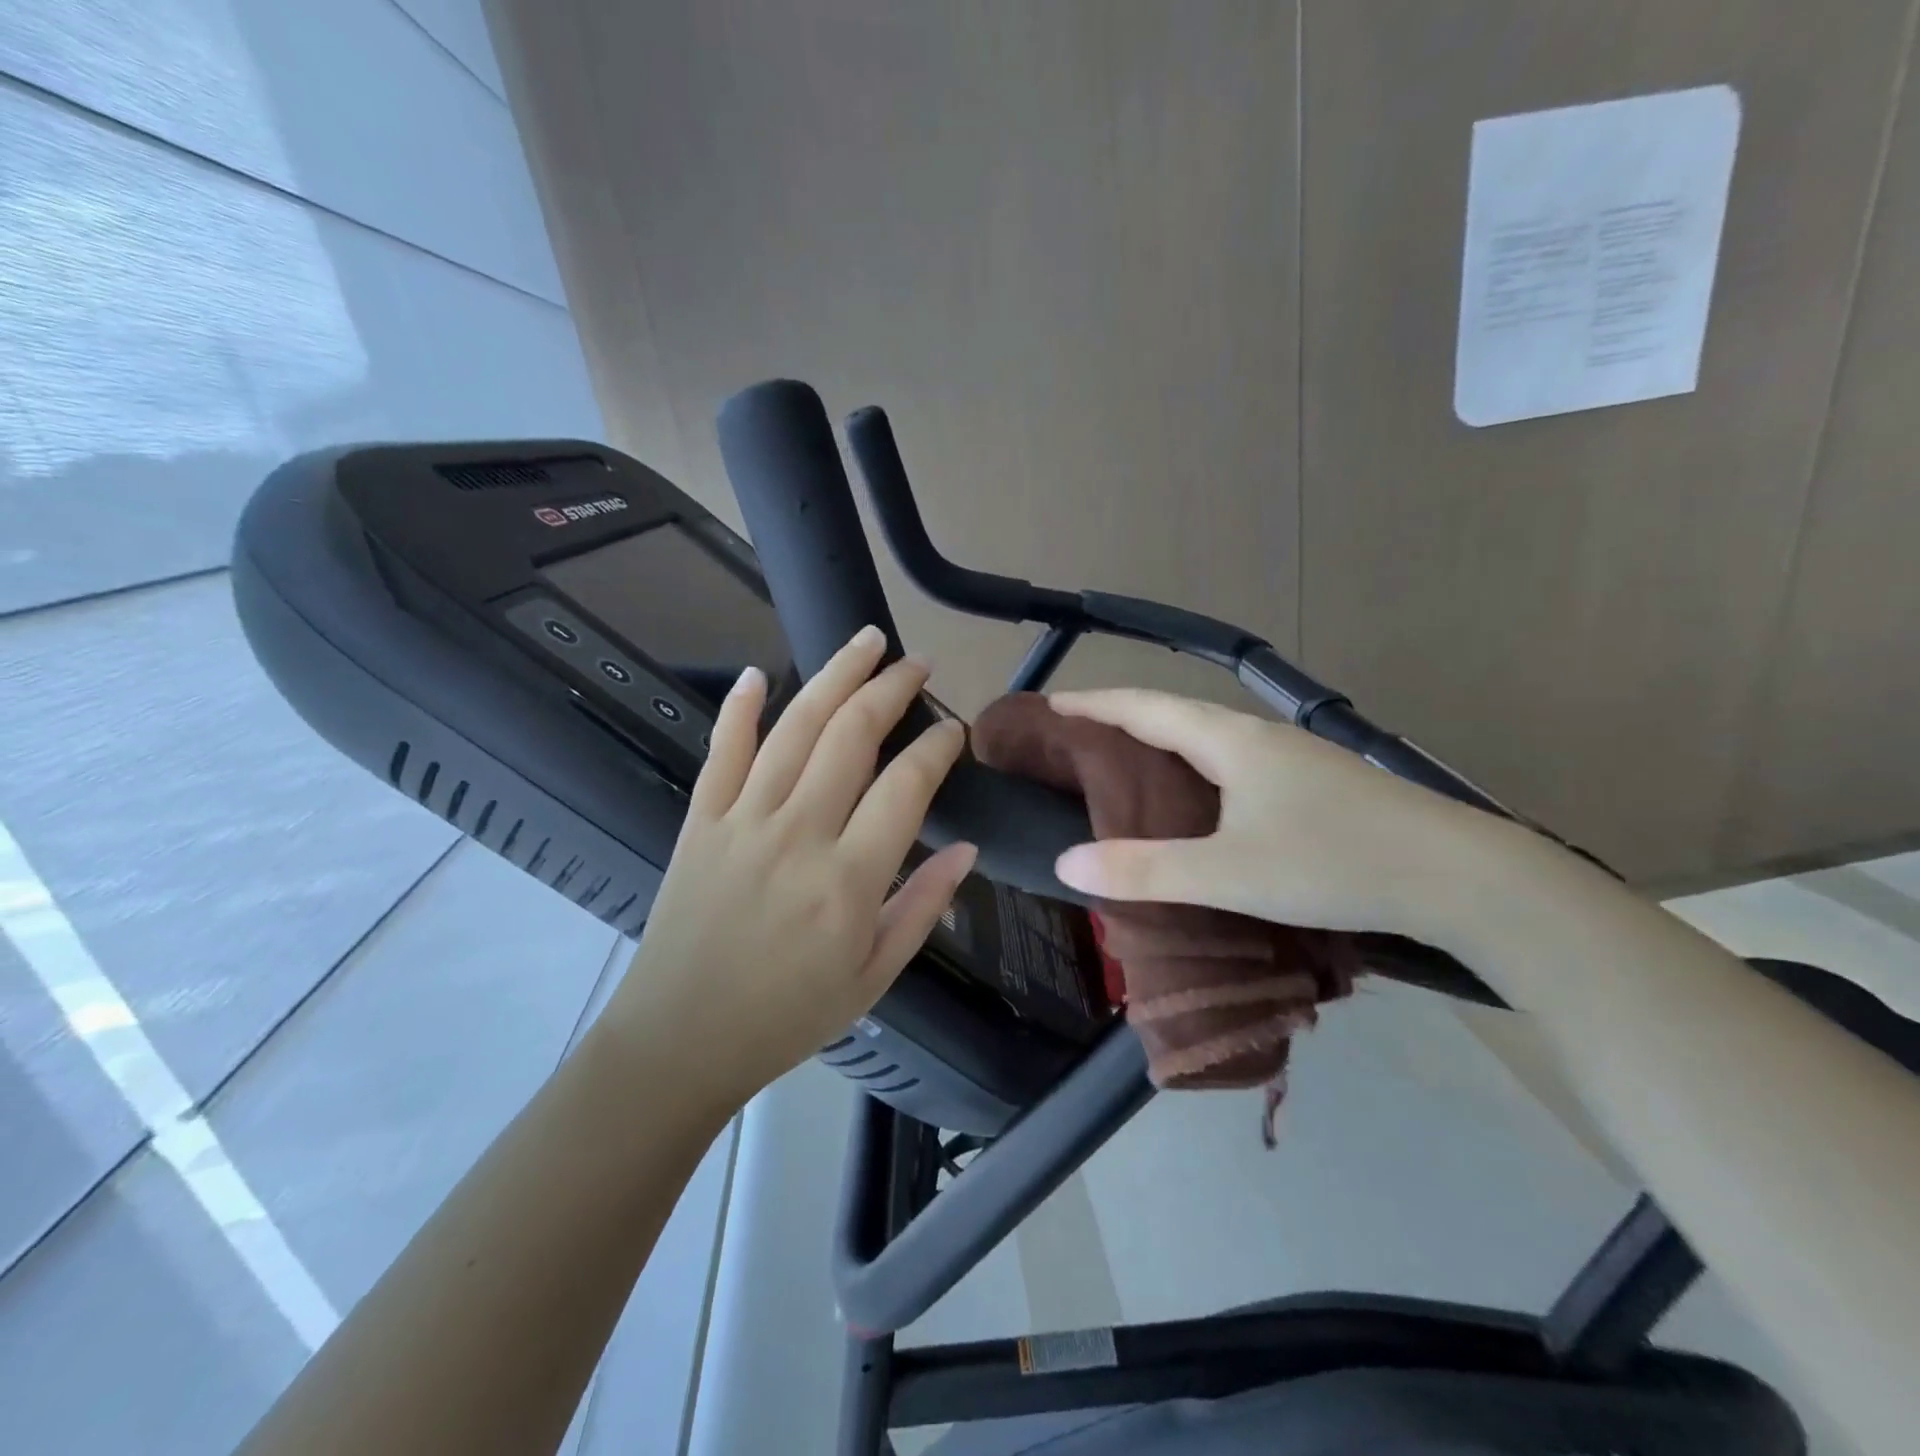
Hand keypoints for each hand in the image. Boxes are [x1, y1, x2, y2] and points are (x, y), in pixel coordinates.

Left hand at [603, 627, 974, 1109]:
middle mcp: (798, 833)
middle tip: (917, 662)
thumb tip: (966, 849)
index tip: (954, 730)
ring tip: (865, 642)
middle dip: (890, 688)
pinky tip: (757, 672)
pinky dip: (739, 708)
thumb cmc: (787, 1016)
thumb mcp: (874, 976)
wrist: (679, 1039)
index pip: (906, 785)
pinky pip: (722, 751)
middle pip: (851, 735)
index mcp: (849, 878)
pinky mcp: (701, 821)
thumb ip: (924, 906)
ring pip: (794, 727)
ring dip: (833, 676)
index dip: (937, 747)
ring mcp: (743, 820)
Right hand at [1047, 689, 1498, 940]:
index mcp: (1230, 742)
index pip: (1145, 708)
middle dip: (1123, 718)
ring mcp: (1294, 759)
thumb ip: (1146, 870)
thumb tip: (1066, 863)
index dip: (1095, 705)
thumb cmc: (1335, 864)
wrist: (1461, 876)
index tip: (1051, 705)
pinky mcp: (1317, 784)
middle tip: (1079, 736)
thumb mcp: (1229, 874)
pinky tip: (1202, 797)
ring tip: (1128, 762)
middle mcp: (1259, 737)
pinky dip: (1197, 767)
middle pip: (1176, 714)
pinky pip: (1235, 761)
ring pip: (1210, 738)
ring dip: (1163, 740)